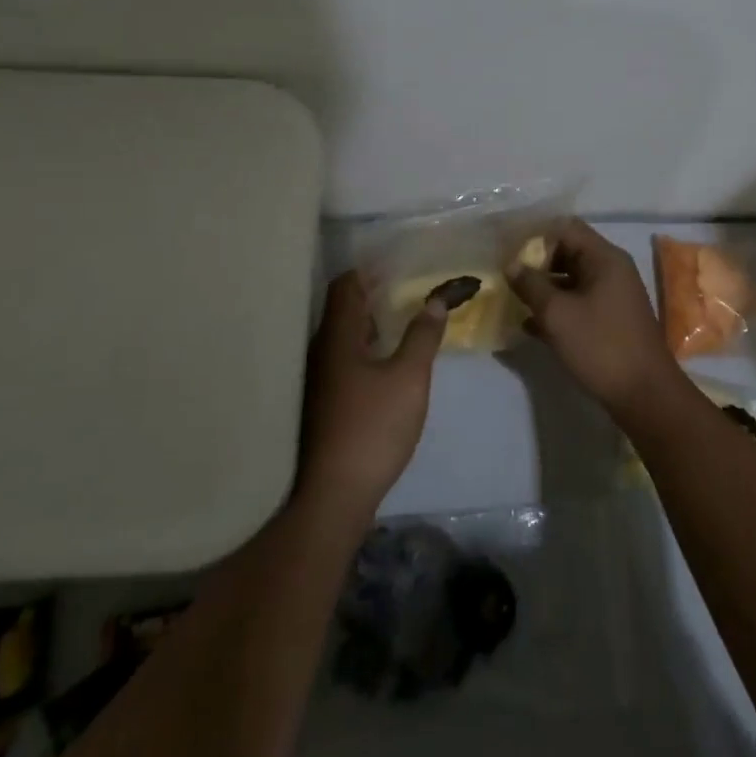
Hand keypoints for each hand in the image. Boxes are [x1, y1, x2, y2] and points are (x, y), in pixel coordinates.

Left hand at [299, 271, 445, 516]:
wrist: (335, 494)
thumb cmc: (373, 427)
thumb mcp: (409, 378)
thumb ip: (422, 336)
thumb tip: (435, 300)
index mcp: (337, 338)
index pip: (345, 287)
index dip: (368, 270)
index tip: (398, 262)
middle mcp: (321, 351)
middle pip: (343, 309)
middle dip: (373, 294)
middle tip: (408, 285)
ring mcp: (320, 379)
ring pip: (344, 336)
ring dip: (372, 322)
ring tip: (405, 316)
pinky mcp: (326, 402)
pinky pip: (346, 358)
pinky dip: (368, 347)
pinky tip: (389, 358)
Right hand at [508, 219, 684, 418]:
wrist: (645, 394)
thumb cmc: (601, 345)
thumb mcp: (557, 313)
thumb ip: (531, 284)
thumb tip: (511, 264)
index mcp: (604, 258)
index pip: (565, 228)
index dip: (534, 235)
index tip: (507, 250)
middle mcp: (611, 270)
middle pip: (568, 252)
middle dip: (536, 263)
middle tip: (505, 276)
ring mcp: (613, 296)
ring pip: (571, 280)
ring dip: (543, 288)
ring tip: (511, 299)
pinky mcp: (610, 320)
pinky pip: (578, 303)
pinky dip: (556, 309)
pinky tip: (529, 326)